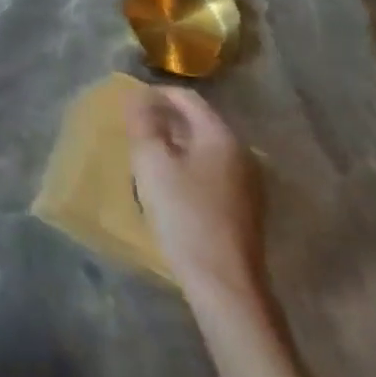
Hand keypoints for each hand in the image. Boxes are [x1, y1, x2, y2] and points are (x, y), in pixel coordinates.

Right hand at [127, 85, 266, 303]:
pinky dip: (188, 165)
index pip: (187, 98)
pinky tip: (170, 184)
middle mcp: (241, 152)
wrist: (224, 282)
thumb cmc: (184, 214)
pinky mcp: (244, 207)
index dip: (155, 93)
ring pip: (205, 147)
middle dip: (164, 119)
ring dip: (175, 143)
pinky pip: (212, 170)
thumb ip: (143, 123)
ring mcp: (247, 182)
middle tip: (133, 129)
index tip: (128, 103)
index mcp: (221, 136)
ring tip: (146, 155)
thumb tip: (137, 97)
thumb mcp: (152, 163)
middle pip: (198, 121)